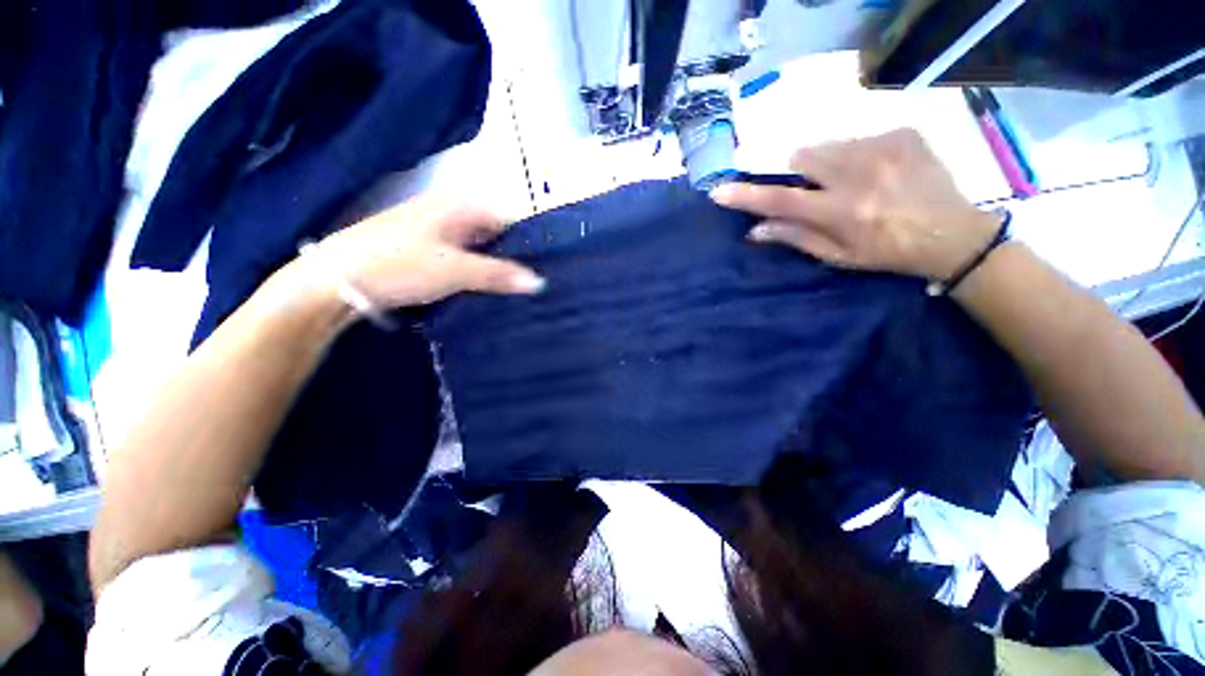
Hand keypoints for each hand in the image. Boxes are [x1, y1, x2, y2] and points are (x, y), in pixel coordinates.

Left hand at [308, 197, 543, 308]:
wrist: (337, 278)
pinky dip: (476, 268)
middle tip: (533, 280)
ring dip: (495, 264)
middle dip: (513, 254)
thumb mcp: (456, 270)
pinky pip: (463, 255)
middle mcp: (450, 211)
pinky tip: (485, 286)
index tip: (545, 264)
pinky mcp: (425, 248)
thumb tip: (539, 282)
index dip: (528, 239)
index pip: (508, 217)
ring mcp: (436, 229)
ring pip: (479, 245)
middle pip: (494, 232)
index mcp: (460, 206)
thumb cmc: (400, 265)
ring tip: (515, 287)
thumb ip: (499, 275)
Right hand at [710, 129, 998, 280]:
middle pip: (802, 157)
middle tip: (816, 190)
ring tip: (852, 181)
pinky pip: (858, 137)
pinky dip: (855, 153)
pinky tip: (876, 171)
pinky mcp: (903, 133)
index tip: (720, 191)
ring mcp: (885, 147)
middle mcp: (862, 173)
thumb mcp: (838, 256)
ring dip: (827, 162)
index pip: (782, 200)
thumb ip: (796, 237)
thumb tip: (755, 230)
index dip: (747, 196)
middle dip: (798, 172)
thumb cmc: (887, 253)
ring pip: (829, 145)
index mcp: (844, 211)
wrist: (953, 234)